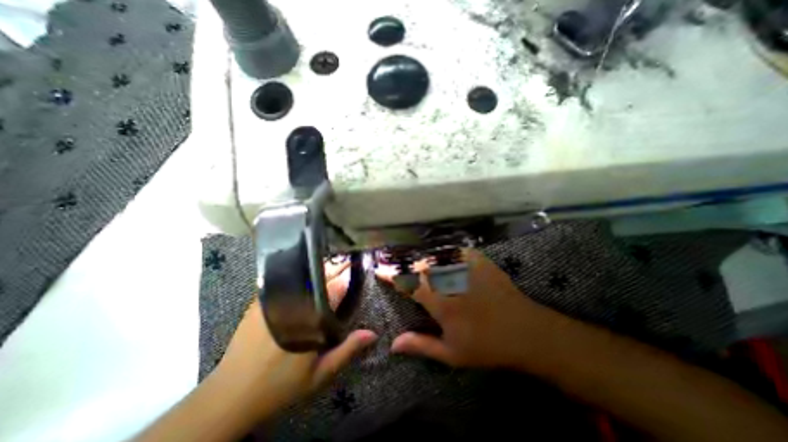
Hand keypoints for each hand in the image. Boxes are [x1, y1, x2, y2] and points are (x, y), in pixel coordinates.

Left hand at [214, 259, 375, 421]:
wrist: (230, 394)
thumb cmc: (280, 385)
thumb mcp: (319, 374)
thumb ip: (347, 351)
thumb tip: (373, 334)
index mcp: (310, 316)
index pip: (336, 286)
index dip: (348, 274)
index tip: (358, 266)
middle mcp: (293, 300)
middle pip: (320, 274)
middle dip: (336, 266)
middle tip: (348, 261)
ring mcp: (275, 297)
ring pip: (303, 273)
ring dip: (320, 268)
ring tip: (333, 265)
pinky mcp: (261, 299)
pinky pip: (285, 278)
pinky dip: (300, 273)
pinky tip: (307, 274)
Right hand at [381, 251, 558, 371]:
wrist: (526, 331)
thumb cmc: (487, 346)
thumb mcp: (452, 354)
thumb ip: (421, 345)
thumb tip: (393, 345)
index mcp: (440, 302)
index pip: (408, 284)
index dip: (391, 276)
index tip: (380, 270)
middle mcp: (449, 280)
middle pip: (420, 265)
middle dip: (405, 265)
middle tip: (397, 267)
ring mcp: (465, 268)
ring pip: (435, 256)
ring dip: (421, 258)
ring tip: (414, 261)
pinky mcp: (479, 262)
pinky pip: (455, 250)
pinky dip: (444, 252)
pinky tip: (441, 255)